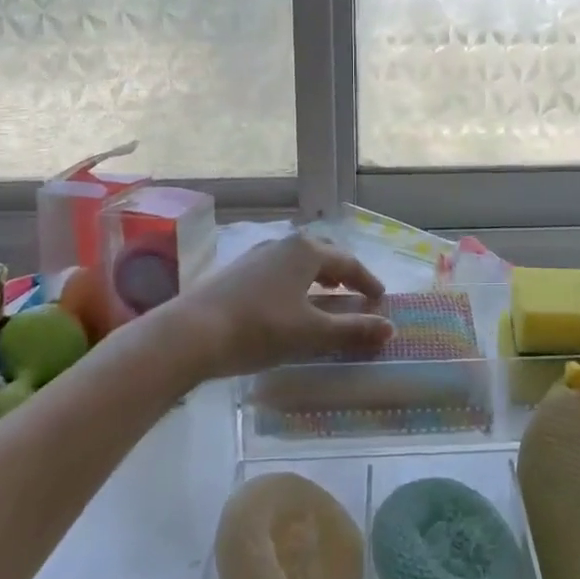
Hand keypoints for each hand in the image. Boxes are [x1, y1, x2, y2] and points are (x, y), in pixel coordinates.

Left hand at [175, 233, 392, 379]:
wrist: (190, 333)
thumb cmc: (260, 329)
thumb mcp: (312, 333)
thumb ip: (352, 330)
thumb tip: (389, 328)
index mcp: (307, 251)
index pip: (348, 262)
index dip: (367, 281)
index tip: (380, 298)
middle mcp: (283, 244)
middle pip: (322, 253)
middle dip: (342, 271)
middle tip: (354, 290)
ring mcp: (256, 255)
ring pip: (297, 259)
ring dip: (316, 274)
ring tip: (323, 293)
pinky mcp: (236, 271)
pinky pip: (277, 269)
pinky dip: (293, 281)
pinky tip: (286, 302)